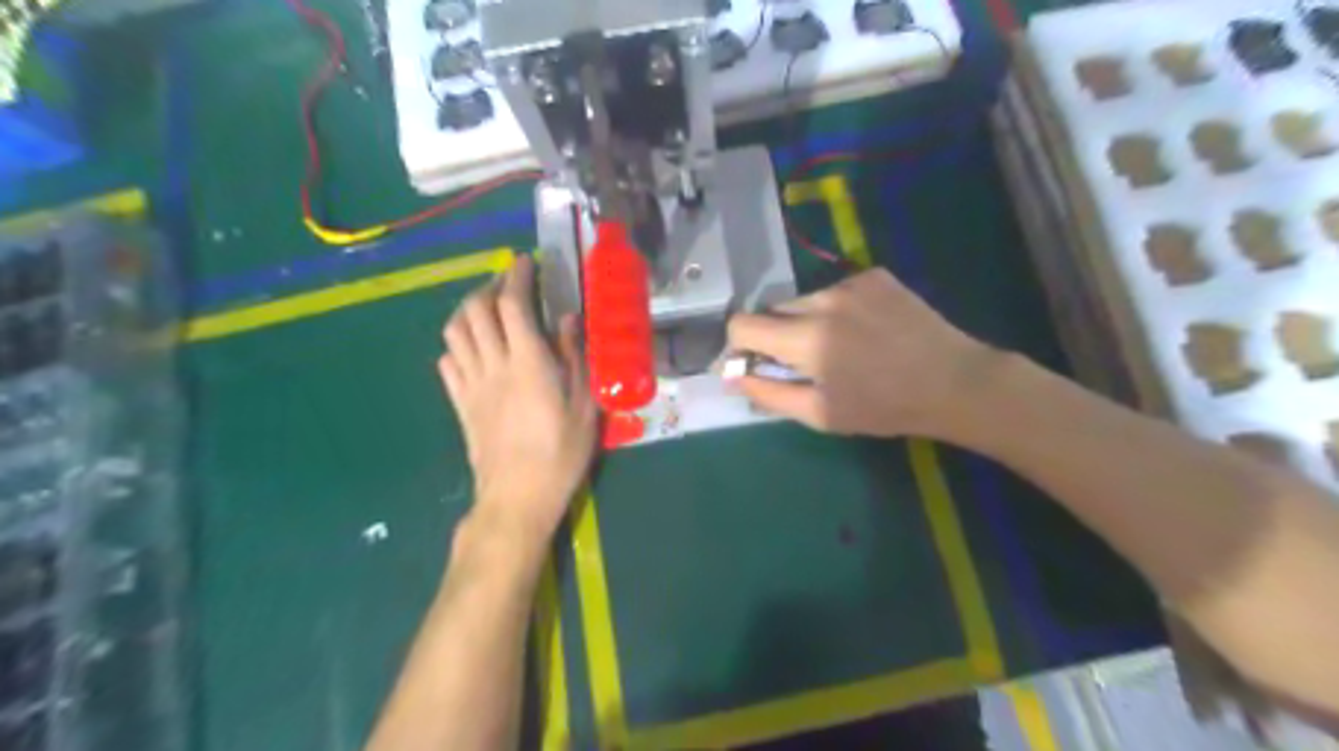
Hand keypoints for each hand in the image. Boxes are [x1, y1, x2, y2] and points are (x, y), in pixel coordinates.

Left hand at [441, 259, 596, 545]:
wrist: (517, 497)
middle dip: (489, 286)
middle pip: (476, 310)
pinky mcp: (460, 404)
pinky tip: (471, 348)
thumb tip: (568, 319)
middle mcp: (493, 365)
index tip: (524, 262)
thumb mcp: (584, 406)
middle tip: (508, 283)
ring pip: (455, 332)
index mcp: (528, 362)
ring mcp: (471, 384)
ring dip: (467, 310)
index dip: (515, 277)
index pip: (512, 305)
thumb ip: (575, 358)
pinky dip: (456, 344)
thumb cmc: (560, 453)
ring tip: (486, 308)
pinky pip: (447, 363)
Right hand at [729, 267, 997, 440]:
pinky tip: (864, 330)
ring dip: (806, 321)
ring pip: (804, 299)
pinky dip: (836, 309)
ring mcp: (851, 282)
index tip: (753, 363)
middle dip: (774, 335)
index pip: (742, 324)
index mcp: (807, 338)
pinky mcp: (874, 275)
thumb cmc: (883, 407)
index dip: (739, 345)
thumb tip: (732, 377)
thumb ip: (768, 394)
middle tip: (801, 361)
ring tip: (839, 346)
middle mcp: (823, 299)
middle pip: (771, 310)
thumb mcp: (819, 414)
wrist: (953, 382)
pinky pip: (835, 290)